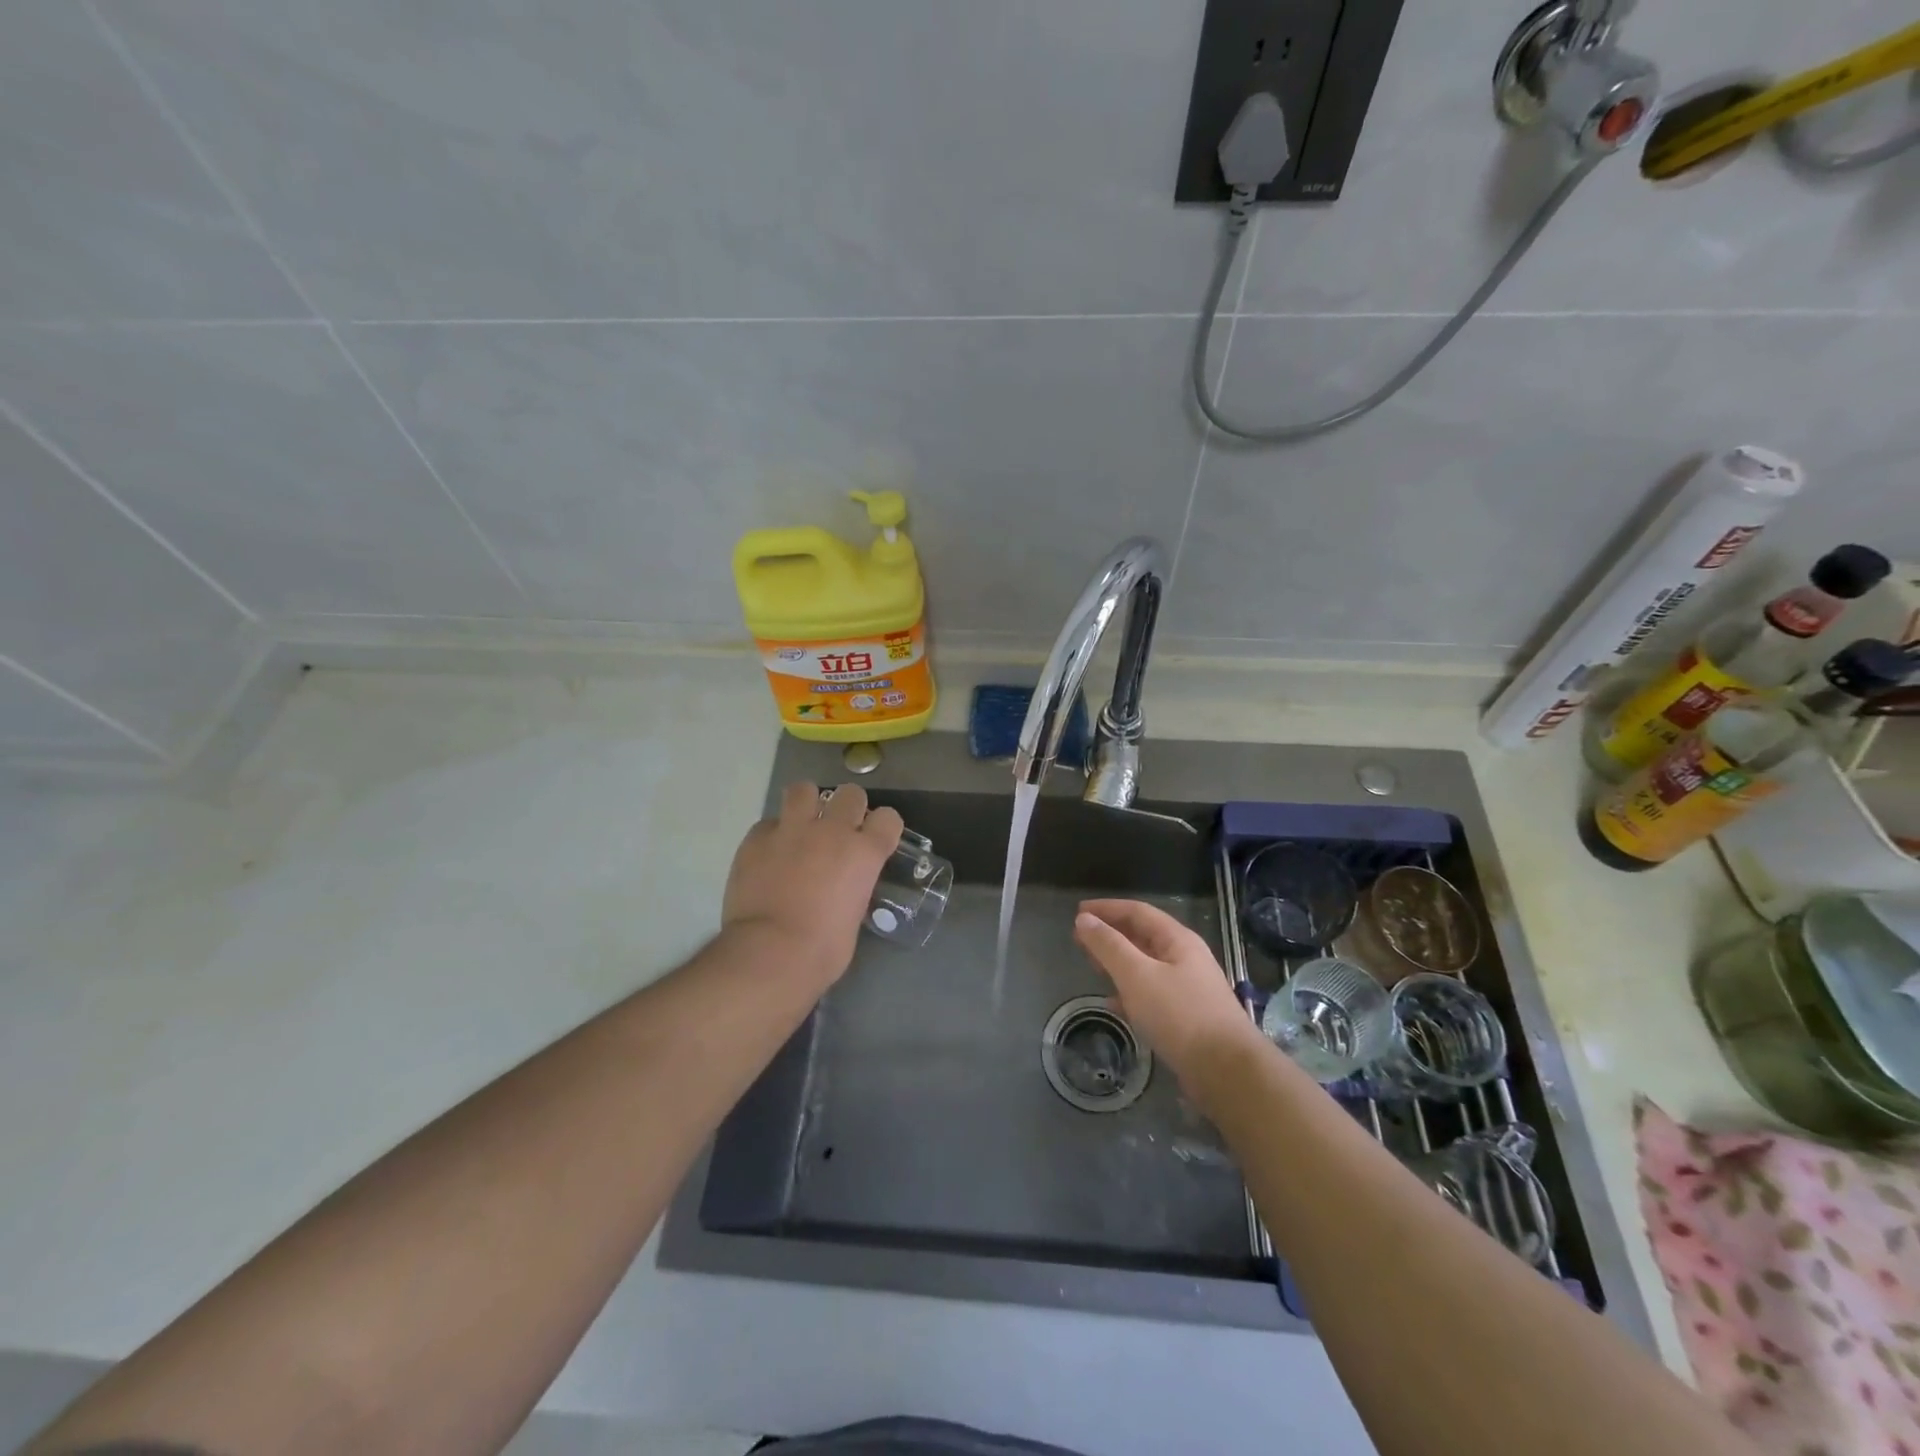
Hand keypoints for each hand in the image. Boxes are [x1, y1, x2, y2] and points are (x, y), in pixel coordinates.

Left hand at [723, 781, 903, 986]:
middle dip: (848, 807)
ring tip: (802, 825)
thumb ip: (852, 889)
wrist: (770, 954)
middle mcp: (832, 832)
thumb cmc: (822, 951)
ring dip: (806, 804)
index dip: (883, 828)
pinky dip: (772, 835)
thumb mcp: (853, 917)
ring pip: (804, 790)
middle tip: (838, 830)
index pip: (888, 818)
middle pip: (850, 794)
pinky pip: (767, 823)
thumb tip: (842, 888)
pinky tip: (769, 855)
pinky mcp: (756, 839)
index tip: (875, 839)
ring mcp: (791, 830)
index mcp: (864, 853)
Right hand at [1074, 899, 1260, 1080]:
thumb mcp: (1137, 975)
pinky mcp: (1187, 1016)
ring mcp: (1188, 988)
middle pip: (1143, 936)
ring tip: (1092, 966)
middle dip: (1111, 934)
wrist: (1227, 1071)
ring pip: (1146, 965)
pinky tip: (1113, 1003)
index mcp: (1177, 940)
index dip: (1106, 908)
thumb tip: (1084, 919)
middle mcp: (1185, 958)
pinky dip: (1129, 991)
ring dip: (1118, 962)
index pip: (1137, 911)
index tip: (1078, 912)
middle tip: (1080, 939)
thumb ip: (1109, 946)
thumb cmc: (1179, 1015)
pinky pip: (1151, 993)